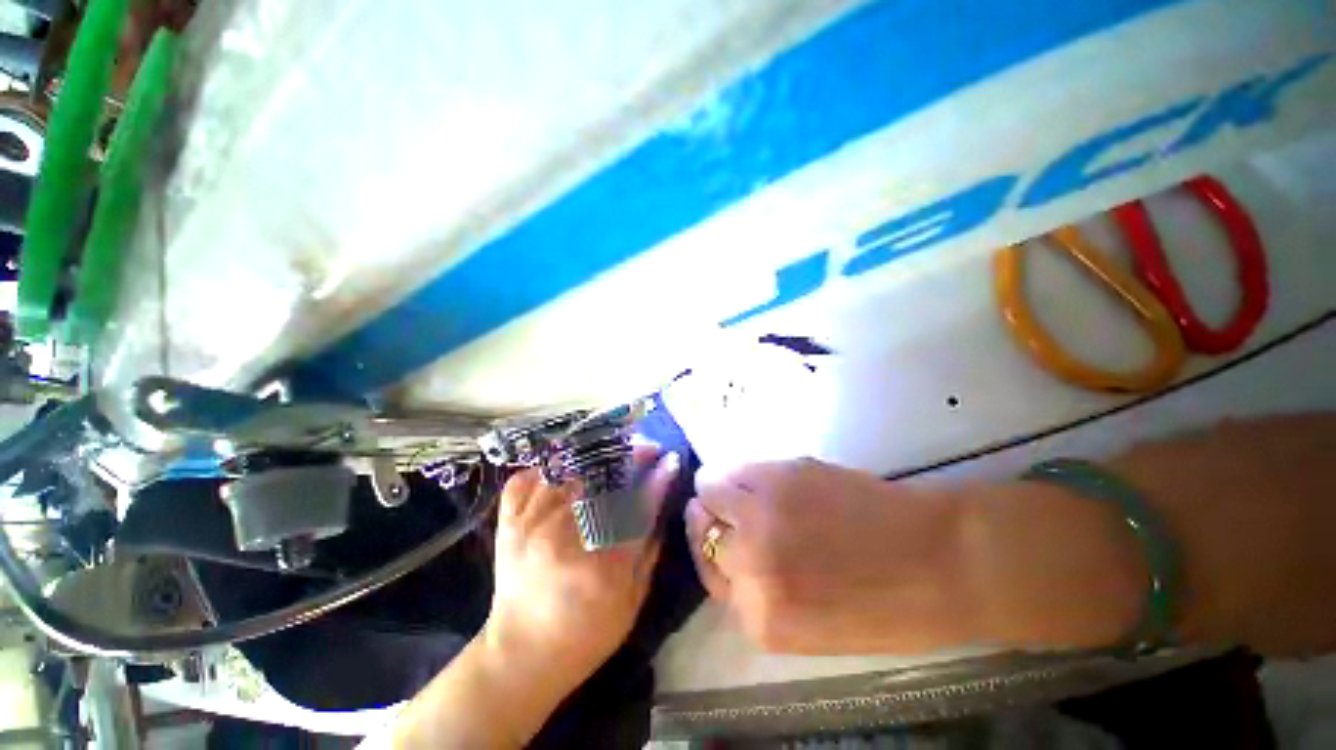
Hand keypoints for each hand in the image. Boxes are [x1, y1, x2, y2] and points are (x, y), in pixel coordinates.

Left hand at [484, 446, 679, 690]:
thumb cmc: (586, 635)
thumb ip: (650, 548)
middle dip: (628, 453)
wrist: (520, 659)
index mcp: (600, 565)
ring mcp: (529, 525)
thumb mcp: (632, 601)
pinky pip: (525, 478)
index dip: (657, 477)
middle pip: (600, 476)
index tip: (669, 459)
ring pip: (566, 467)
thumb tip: (660, 500)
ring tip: (612, 452)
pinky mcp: (508, 524)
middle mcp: (562, 536)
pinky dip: (546, 467)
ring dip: (593, 454)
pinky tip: (565, 468)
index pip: (636, 505)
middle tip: (645, 448)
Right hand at [684, 459, 972, 653]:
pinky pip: (736, 466)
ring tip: (745, 487)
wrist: (941, 559)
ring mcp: (762, 512)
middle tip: (732, 509)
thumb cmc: (885, 606)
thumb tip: (729, 554)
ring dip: (720, 487)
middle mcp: (750, 563)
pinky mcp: (779, 473)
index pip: (707, 574)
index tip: (722, 535)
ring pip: (710, 486)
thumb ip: (759, 595)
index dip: (714, 552)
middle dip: (712, 518)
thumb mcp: (810, 626)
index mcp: (760, 615)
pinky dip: (741, 470)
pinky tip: (765, 475)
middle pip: (701, 528)